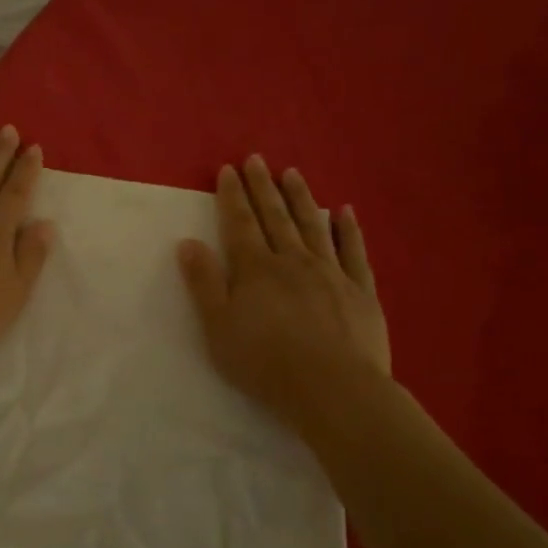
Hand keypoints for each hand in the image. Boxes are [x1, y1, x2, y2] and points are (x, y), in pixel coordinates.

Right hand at [178, 156, 389, 433]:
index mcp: (255, 269)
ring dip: (301, 198)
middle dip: (263, 187)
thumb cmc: (265, 362)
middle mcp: (293, 261)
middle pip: (275, 217)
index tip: (228, 169)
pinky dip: (347, 230)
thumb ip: (204, 283)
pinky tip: (344, 212)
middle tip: (258, 159)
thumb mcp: (218, 327)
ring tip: (292, 173)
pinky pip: (353, 251)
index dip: (232, 196)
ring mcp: (331, 272)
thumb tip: (188, 243)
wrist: (332, 388)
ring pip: (312, 226)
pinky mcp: (360, 290)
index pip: (240, 224)